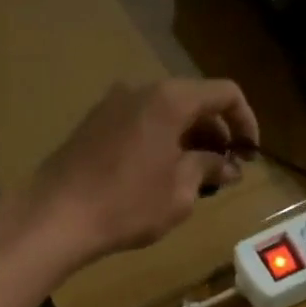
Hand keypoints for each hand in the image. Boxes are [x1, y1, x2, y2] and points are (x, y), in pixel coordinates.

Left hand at [21, 78, 259, 266]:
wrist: (55, 216)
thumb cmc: (126, 204)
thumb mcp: (180, 191)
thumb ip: (209, 169)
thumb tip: (229, 165)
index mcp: (170, 99)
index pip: (225, 94)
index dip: (246, 121)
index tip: (250, 154)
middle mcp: (141, 90)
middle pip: (194, 101)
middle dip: (216, 133)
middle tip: (226, 169)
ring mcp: (113, 104)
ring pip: (165, 112)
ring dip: (189, 138)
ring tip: (197, 176)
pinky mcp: (93, 123)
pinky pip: (141, 122)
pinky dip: (161, 140)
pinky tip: (162, 174)